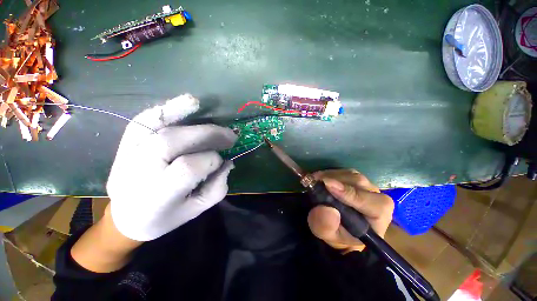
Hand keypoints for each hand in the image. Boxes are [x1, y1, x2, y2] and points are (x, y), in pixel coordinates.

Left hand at [107, 94, 236, 240]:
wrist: (125, 218)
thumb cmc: (164, 218)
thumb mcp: (196, 210)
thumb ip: (217, 187)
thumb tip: (227, 162)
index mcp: (157, 196)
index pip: (188, 168)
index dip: (211, 160)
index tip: (222, 160)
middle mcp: (138, 172)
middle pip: (172, 141)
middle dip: (207, 134)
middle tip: (229, 135)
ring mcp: (128, 155)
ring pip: (155, 126)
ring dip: (183, 112)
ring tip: (205, 109)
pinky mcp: (125, 145)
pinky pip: (144, 121)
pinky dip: (166, 109)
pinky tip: (185, 103)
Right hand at [307, 169, 393, 252]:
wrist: (340, 227)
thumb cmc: (339, 234)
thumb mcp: (328, 236)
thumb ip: (326, 226)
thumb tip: (326, 209)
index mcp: (378, 216)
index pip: (373, 202)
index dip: (351, 194)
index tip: (329, 186)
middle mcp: (376, 196)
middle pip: (359, 183)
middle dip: (335, 180)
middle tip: (314, 182)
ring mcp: (366, 185)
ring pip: (349, 174)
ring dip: (329, 175)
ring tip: (314, 181)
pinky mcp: (354, 177)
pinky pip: (342, 171)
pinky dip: (328, 173)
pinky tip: (318, 178)